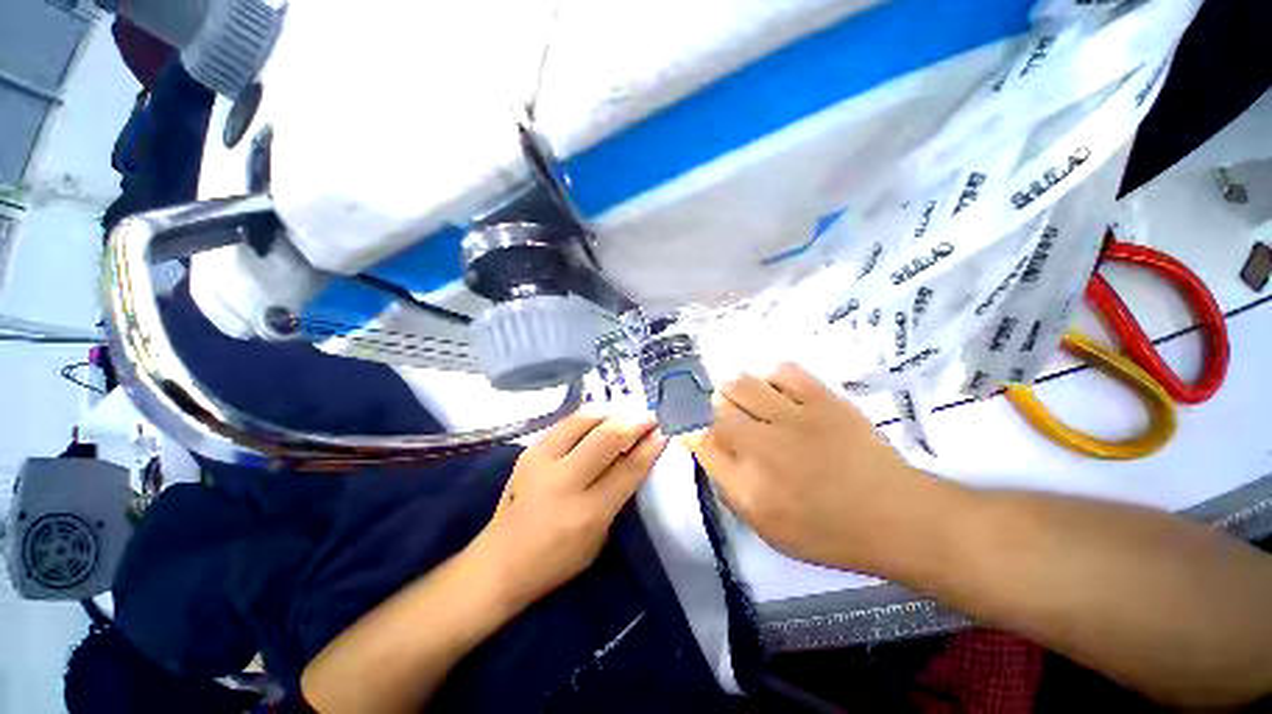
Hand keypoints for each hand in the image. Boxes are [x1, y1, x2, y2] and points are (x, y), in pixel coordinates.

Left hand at [470, 412, 667, 608]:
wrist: (499, 561)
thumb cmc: (556, 560)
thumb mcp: (599, 537)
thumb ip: (619, 494)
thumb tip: (638, 454)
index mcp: (586, 513)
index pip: (628, 469)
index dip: (650, 447)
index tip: (664, 431)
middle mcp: (563, 481)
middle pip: (608, 437)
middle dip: (635, 421)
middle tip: (650, 416)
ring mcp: (541, 460)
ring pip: (585, 419)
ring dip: (613, 411)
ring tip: (629, 411)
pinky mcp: (529, 450)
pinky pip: (567, 422)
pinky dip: (591, 415)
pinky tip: (603, 416)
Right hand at [682, 363, 925, 570]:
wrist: (894, 516)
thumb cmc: (826, 530)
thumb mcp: (765, 525)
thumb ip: (727, 485)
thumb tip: (703, 447)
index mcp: (748, 483)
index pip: (700, 440)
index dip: (688, 426)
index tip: (688, 423)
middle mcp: (763, 445)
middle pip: (716, 407)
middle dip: (712, 407)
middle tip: (724, 414)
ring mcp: (794, 417)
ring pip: (742, 383)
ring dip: (735, 389)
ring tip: (746, 399)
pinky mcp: (822, 399)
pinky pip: (782, 370)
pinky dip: (771, 376)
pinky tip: (777, 390)